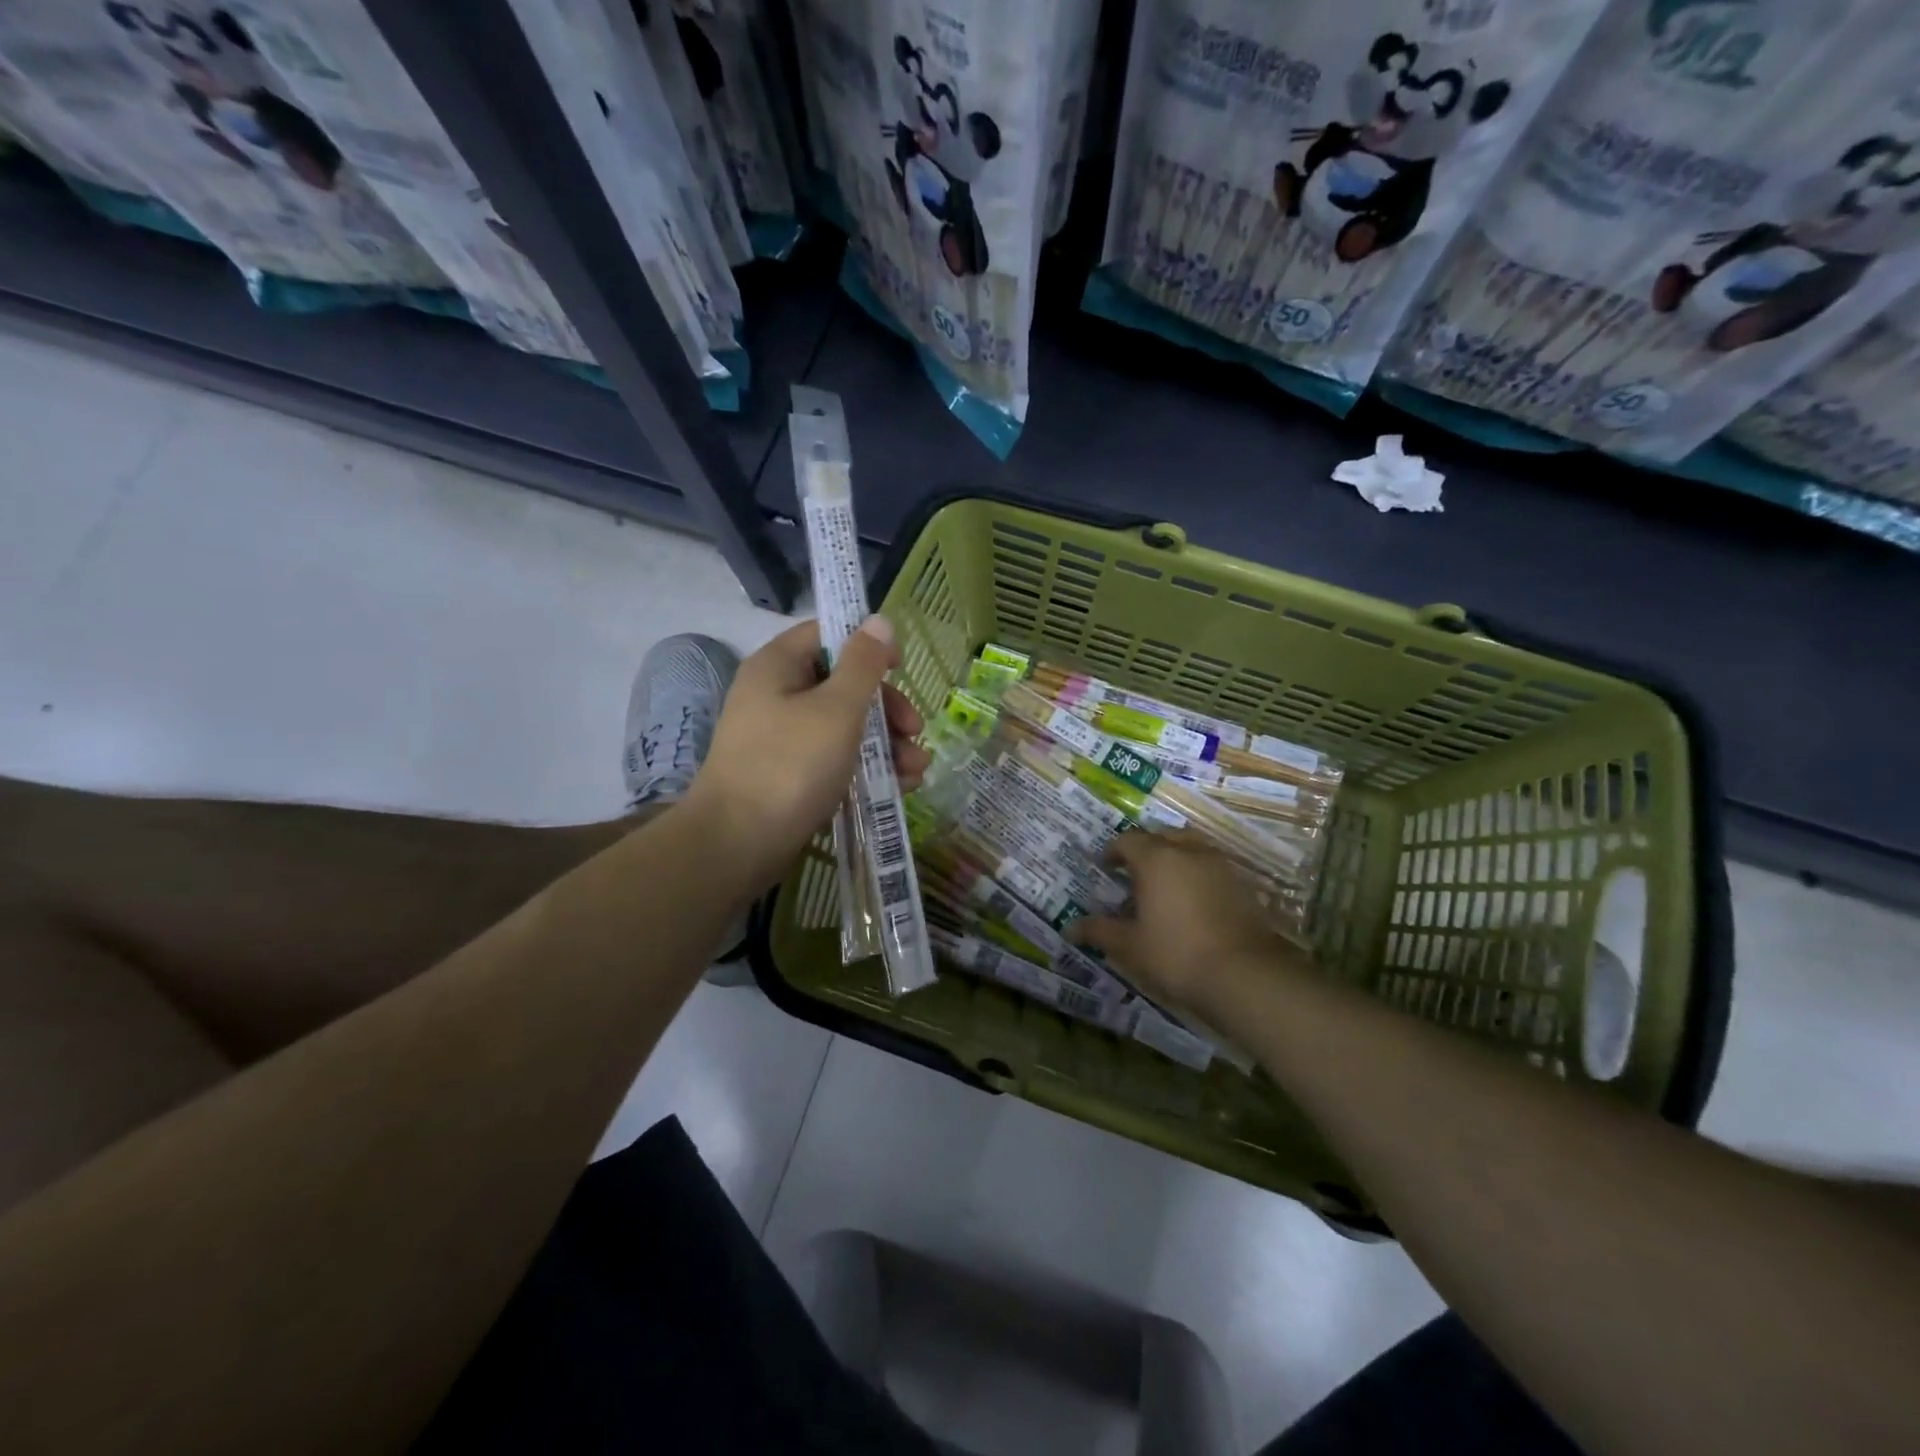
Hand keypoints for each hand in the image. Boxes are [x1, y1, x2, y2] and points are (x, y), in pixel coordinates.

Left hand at [684, 616, 929, 892]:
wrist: (737, 845)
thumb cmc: (790, 765)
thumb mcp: (836, 709)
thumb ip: (863, 664)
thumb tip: (879, 620)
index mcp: (779, 666)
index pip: (827, 634)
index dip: (867, 645)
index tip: (901, 669)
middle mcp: (777, 695)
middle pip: (843, 685)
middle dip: (887, 709)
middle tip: (914, 732)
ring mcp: (782, 738)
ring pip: (844, 727)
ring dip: (886, 744)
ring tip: (916, 771)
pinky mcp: (790, 775)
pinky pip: (835, 759)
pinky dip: (866, 768)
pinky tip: (900, 787)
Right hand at [1070, 832, 1306, 1021]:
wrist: (1245, 975)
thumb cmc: (1176, 954)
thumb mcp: (1130, 946)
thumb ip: (1100, 931)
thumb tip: (1070, 928)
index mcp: (1156, 859)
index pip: (1128, 840)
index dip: (1113, 851)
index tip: (1106, 867)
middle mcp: (1188, 851)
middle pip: (1162, 836)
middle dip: (1146, 849)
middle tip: (1134, 873)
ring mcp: (1219, 865)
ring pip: (1192, 847)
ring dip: (1175, 857)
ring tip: (1165, 884)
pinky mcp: (1242, 884)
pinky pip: (1212, 866)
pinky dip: (1198, 874)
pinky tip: (1193, 901)